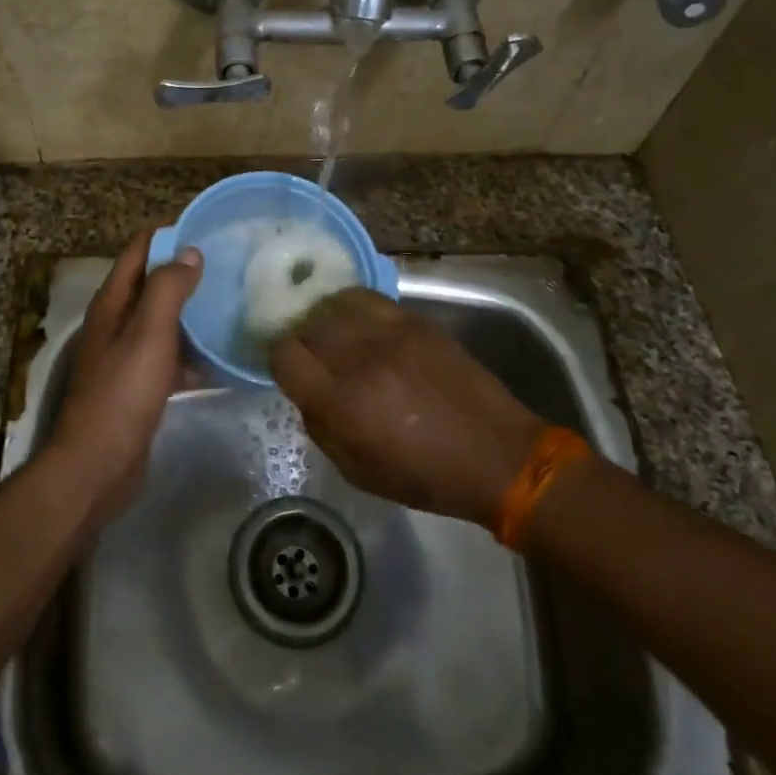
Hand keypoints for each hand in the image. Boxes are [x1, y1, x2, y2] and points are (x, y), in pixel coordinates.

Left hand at [46, 227, 202, 521]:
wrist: (98, 466)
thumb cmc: (123, 392)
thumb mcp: (148, 333)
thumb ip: (167, 289)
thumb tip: (189, 252)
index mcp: (112, 304)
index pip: (138, 251)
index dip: (167, 234)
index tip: (206, 227)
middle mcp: (116, 324)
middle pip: (152, 285)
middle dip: (185, 272)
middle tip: (229, 265)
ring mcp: (127, 357)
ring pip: (164, 322)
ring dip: (192, 312)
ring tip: (232, 303)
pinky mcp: (140, 387)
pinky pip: (171, 358)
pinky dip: (193, 354)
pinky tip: (222, 357)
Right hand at [269, 289, 547, 525]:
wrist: (497, 454)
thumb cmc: (425, 476)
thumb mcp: (358, 472)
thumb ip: (321, 427)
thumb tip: (306, 392)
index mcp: (342, 403)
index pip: (284, 355)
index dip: (278, 360)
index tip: (288, 369)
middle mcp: (360, 359)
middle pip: (307, 325)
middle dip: (300, 339)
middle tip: (310, 354)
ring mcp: (390, 333)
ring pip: (334, 304)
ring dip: (324, 319)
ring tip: (331, 333)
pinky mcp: (415, 321)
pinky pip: (367, 298)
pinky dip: (351, 306)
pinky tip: (356, 321)